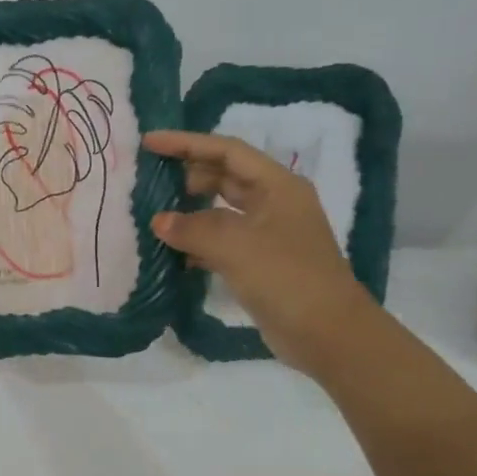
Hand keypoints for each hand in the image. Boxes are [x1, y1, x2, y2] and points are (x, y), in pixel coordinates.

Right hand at [144, 130, 373, 370]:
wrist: (327, 333)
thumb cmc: (286, 277)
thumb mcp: (236, 247)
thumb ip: (193, 229)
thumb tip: (159, 221)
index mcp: (278, 186)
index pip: (227, 151)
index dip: (187, 143)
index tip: (149, 142)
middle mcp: (275, 204)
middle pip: (225, 177)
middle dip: (188, 174)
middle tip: (151, 179)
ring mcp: (269, 235)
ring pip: (222, 211)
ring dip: (191, 211)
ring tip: (155, 213)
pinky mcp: (261, 264)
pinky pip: (222, 242)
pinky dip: (198, 243)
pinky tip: (174, 252)